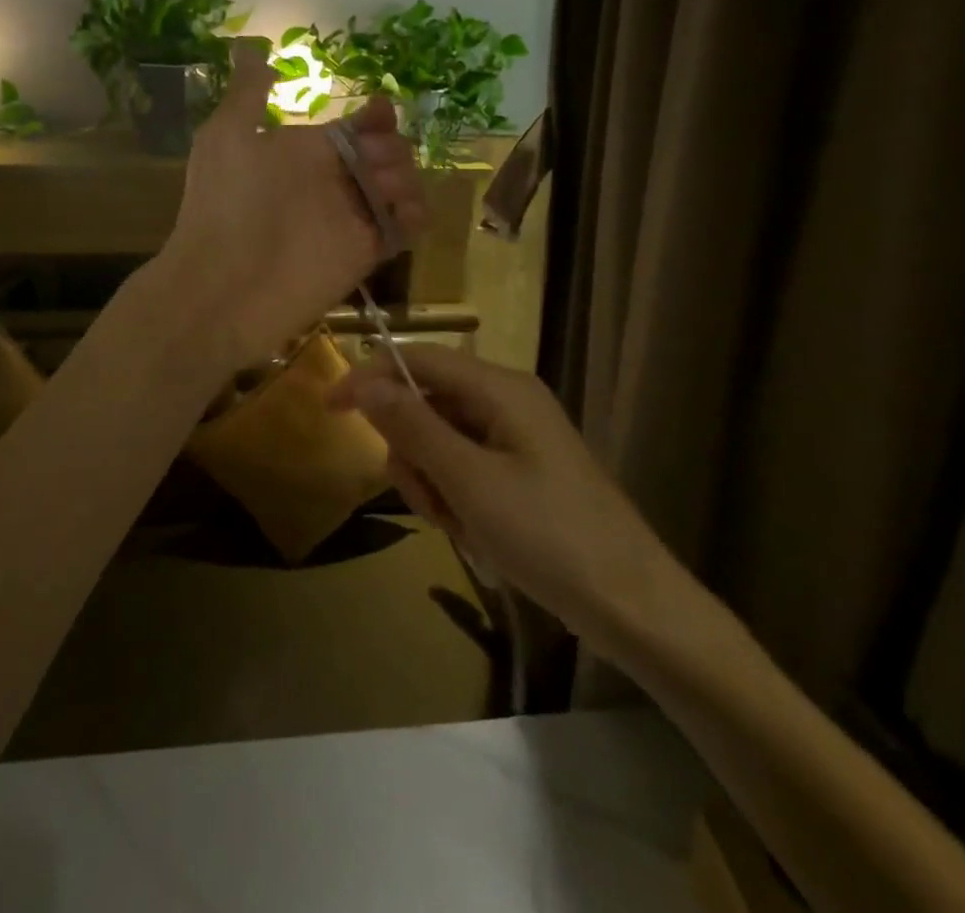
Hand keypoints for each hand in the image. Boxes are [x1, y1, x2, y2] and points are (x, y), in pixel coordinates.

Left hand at [158, 40, 425, 370]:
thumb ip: (248, 93)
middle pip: (386, 153)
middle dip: (392, 148)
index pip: (355, 127)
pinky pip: (404, 228)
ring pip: (401, 187)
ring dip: (407, 180)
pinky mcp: (365, 253)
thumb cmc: (224, 202)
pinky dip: (415, 217)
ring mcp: (350, 217)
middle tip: (373, 163)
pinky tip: (404, 214)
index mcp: (304, 151)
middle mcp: (332, 181)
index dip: (375, 117)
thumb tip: (248, 46)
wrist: (223, 285)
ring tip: (385, 192)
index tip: (379, 113)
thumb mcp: (227, 136)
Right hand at [328, 346, 680, 652]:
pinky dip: (455, 497)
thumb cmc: (548, 536)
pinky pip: (465, 467)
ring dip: (433, 482)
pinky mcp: (520, 471)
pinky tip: (473, 533)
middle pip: (427, 403)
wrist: (633, 606)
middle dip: (413, 452)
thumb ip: (413, 426)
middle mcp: (506, 401)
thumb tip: (365, 381)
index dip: (370, 377)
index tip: (330, 410)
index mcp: (500, 388)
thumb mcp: (469, 480)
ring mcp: (515, 437)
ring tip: (456, 525)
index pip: (419, 359)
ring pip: (441, 441)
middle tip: (427, 500)